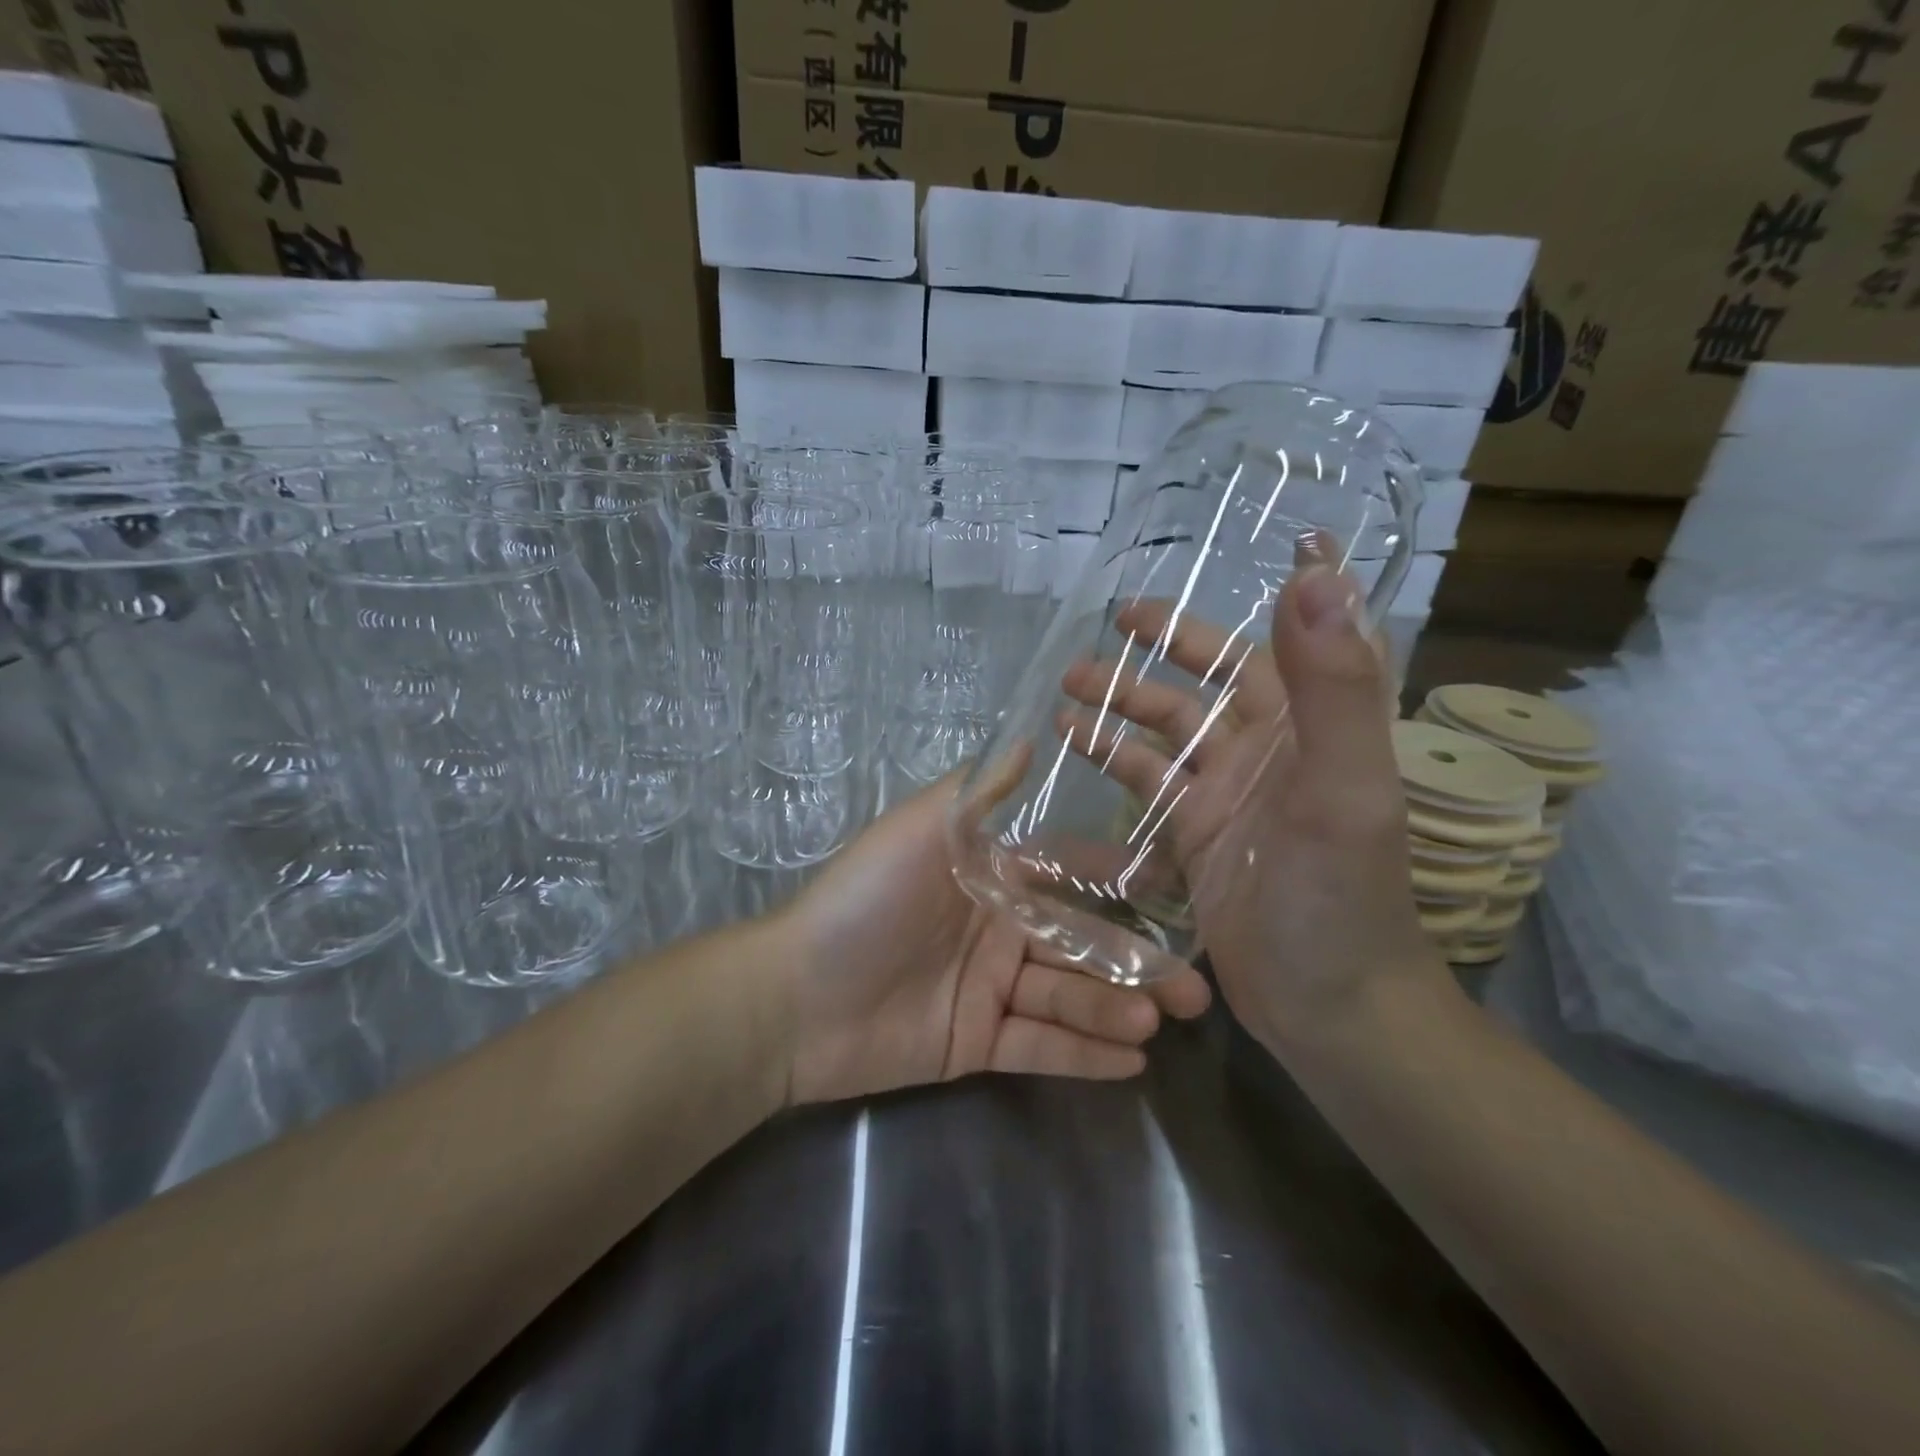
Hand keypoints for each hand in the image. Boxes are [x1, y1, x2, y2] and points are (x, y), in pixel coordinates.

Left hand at [771, 778, 1211, 1105]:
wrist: (796, 995)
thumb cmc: (865, 900)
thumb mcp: (922, 830)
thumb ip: (981, 792)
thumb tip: (1033, 737)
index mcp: (991, 877)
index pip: (1070, 878)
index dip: (1121, 888)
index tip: (1177, 899)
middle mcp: (999, 929)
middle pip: (1080, 945)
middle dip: (1136, 964)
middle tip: (1194, 990)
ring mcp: (990, 989)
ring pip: (1067, 998)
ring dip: (1113, 1009)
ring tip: (1158, 1020)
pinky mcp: (978, 1042)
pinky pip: (1039, 1046)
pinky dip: (1083, 1054)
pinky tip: (1133, 1061)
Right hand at [1057, 566, 1447, 1056]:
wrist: (1331, 1005)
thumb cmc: (1341, 896)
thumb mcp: (1344, 787)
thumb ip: (1334, 685)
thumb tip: (1317, 574)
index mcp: (1309, 726)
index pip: (1273, 644)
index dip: (1239, 607)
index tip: (1200, 577)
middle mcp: (1267, 750)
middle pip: (1208, 682)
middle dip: (1162, 649)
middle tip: (1110, 624)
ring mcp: (1226, 794)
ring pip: (1167, 730)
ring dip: (1122, 703)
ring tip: (1066, 685)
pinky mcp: (1194, 835)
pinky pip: (1147, 783)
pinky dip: (1111, 758)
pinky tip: (1070, 743)